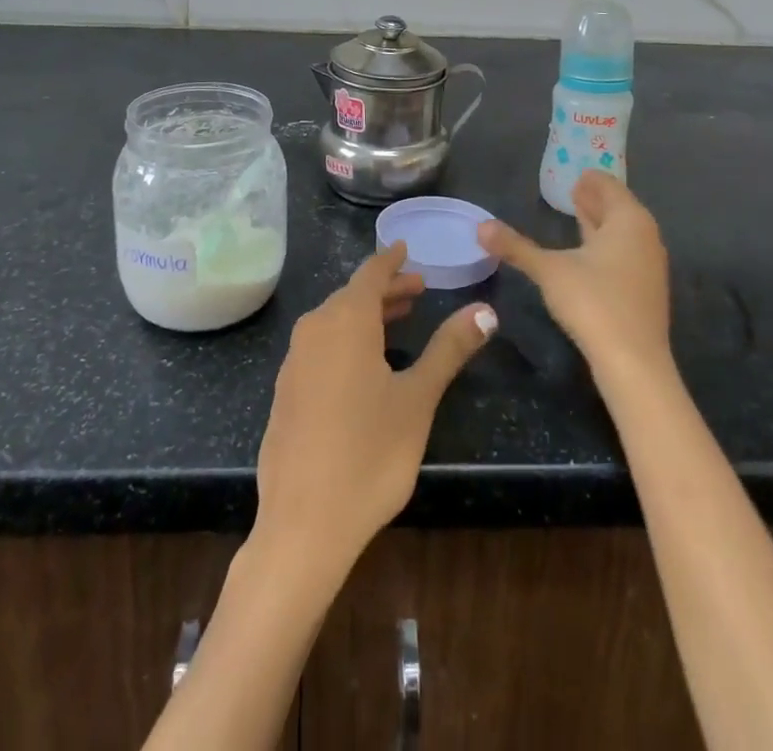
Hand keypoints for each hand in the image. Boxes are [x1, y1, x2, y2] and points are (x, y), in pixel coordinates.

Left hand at [255, 242, 496, 565]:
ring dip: (366, 315)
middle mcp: (314, 330)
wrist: (303, 524)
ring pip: (334, 321)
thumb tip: (485, 310)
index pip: (370, 273)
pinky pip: (319, 346)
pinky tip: (363, 364)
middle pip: (352, 295)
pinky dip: (345, 339)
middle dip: (385, 290)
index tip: (405, 248)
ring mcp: (294, 362)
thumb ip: (449, 349)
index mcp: (345, 321)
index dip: (391, 260)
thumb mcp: (418, 398)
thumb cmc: (370, 454)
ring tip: (397, 320)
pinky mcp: (286, 391)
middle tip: (418, 290)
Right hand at [478, 170, 670, 382]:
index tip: (576, 172)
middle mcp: (645, 236)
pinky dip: (607, 244)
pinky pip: (626, 253)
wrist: (634, 363)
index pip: (609, 186)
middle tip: (572, 189)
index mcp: (628, 220)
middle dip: (595, 199)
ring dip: (601, 223)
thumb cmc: (594, 302)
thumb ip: (516, 247)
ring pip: (623, 233)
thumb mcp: (549, 270)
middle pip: (619, 208)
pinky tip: (589, 255)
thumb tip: (481, 226)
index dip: (591, 179)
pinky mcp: (646, 291)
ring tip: (578, 216)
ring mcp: (649, 265)